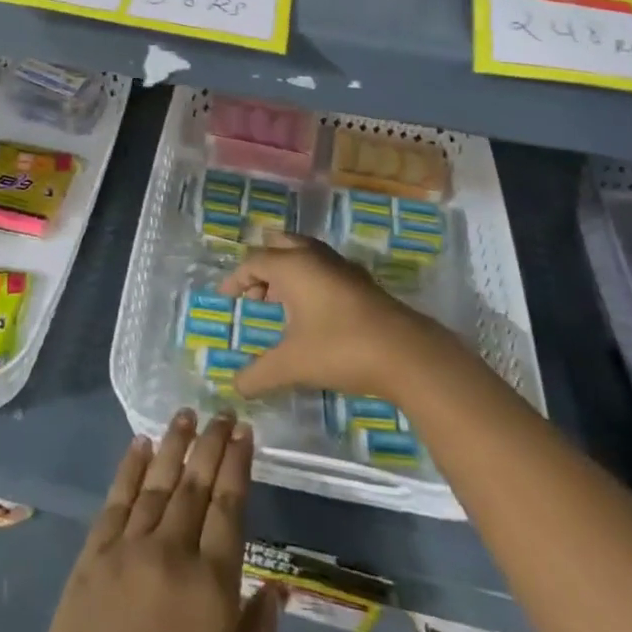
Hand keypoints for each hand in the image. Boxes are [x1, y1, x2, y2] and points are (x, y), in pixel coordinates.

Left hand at [23, 410, 281, 631]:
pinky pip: (116, 500)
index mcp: (212, 585)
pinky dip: (130, 468)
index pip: (229, 507)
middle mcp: (172, 552)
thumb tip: (278, 586)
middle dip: (211, 444)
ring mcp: (129, 548)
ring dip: (174, 445)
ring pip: (157, 482)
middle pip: (195, 485)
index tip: (245, 431)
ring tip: (186, 414)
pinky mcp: (93, 554)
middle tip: (222, 412)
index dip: (237, 465)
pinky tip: (140, 445)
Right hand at [220, 232, 450, 402]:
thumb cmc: (340, 348)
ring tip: (279, 302)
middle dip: (262, 266)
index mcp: (292, 265)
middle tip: (254, 294)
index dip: (236, 279)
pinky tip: (311, 310)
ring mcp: (340, 265)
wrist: (405, 353)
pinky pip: (322, 267)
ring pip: (304, 254)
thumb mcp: (293, 364)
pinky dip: (308, 279)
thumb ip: (259, 374)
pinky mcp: (360, 280)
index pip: (254, 262)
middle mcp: (314, 256)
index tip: (226, 298)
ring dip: (287, 271)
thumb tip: (235, 386)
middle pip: (279, 245)